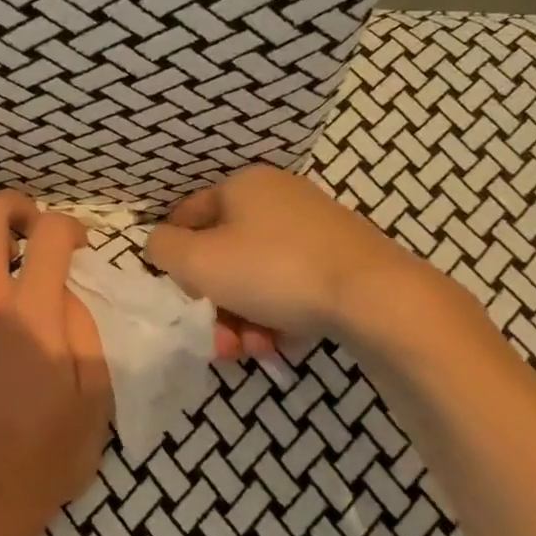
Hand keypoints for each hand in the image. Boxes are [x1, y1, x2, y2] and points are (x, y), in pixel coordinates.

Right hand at [145, 165, 427, 344]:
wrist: (373, 296)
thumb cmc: (273, 270)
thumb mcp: (199, 261)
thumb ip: (164, 249)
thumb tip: (161, 245)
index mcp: (243, 185)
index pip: (187, 216)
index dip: (175, 258)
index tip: (181, 297)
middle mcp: (278, 198)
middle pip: (225, 256)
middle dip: (215, 305)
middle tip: (219, 341)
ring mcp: (313, 229)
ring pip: (257, 278)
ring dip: (245, 319)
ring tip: (255, 350)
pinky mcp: (339, 260)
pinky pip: (291, 288)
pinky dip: (280, 316)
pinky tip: (283, 343)